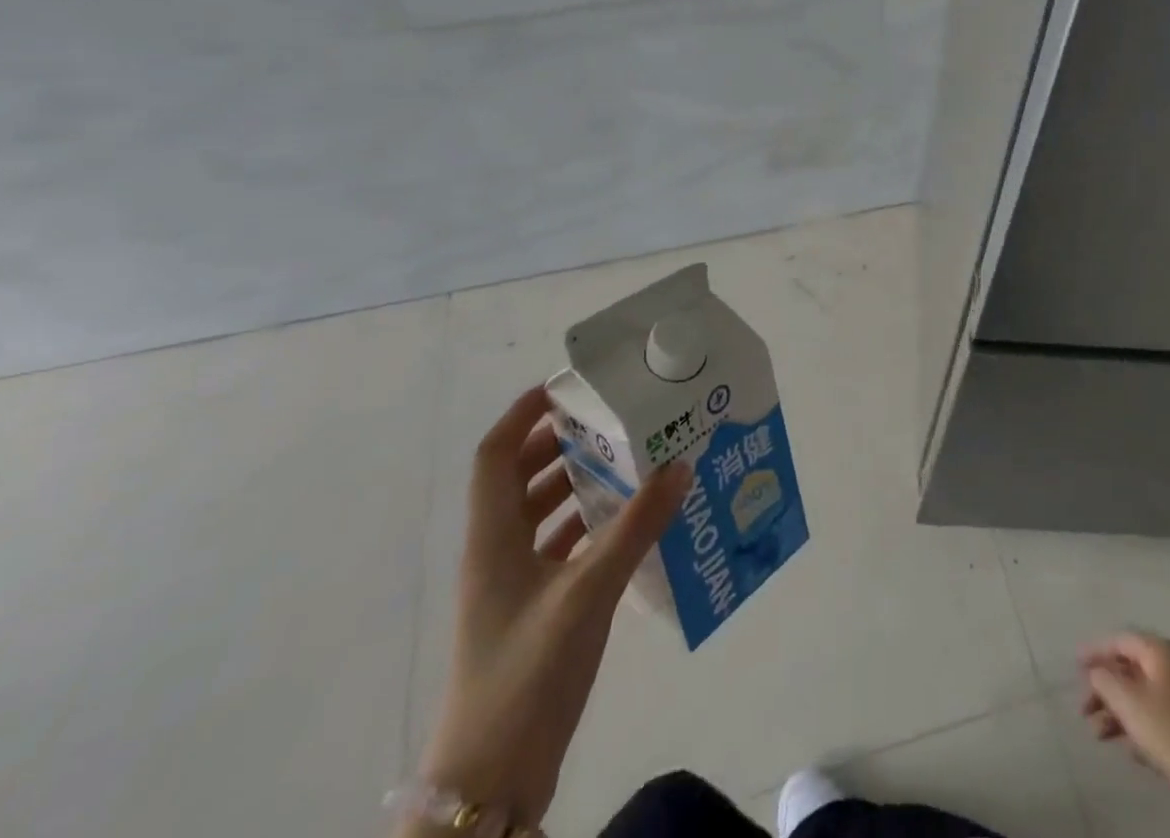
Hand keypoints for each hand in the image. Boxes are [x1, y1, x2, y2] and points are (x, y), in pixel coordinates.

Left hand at [416, 387, 690, 827]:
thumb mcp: (588, 592)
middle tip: (608, 420)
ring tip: (623, 460)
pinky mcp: (528, 613)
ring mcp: (509, 586)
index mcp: (492, 538)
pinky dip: (583, 525)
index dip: (522, 415)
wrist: (490, 782)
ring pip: (536, 513)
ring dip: (573, 483)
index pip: (495, 454)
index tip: (564, 388)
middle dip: (557, 443)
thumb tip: (679, 465)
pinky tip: (623, 522)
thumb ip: (636, 527)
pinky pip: (554, 547)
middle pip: (517, 478)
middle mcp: (495, 552)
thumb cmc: (527, 673)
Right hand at [1080, 632, 1169, 837]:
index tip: (1075, 666)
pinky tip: (1132, 750)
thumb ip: (1105, 680)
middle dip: (1105, 687)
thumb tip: (1096, 670)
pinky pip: (1162, 715)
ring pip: (1146, 694)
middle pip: (1132, 668)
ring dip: (1120, 711)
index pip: (1120, 640)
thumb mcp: (1131, 704)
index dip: (1095, 651)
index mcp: (1161, 651)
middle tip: (1085, 709)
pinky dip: (1142, 726)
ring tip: (1101, 735)